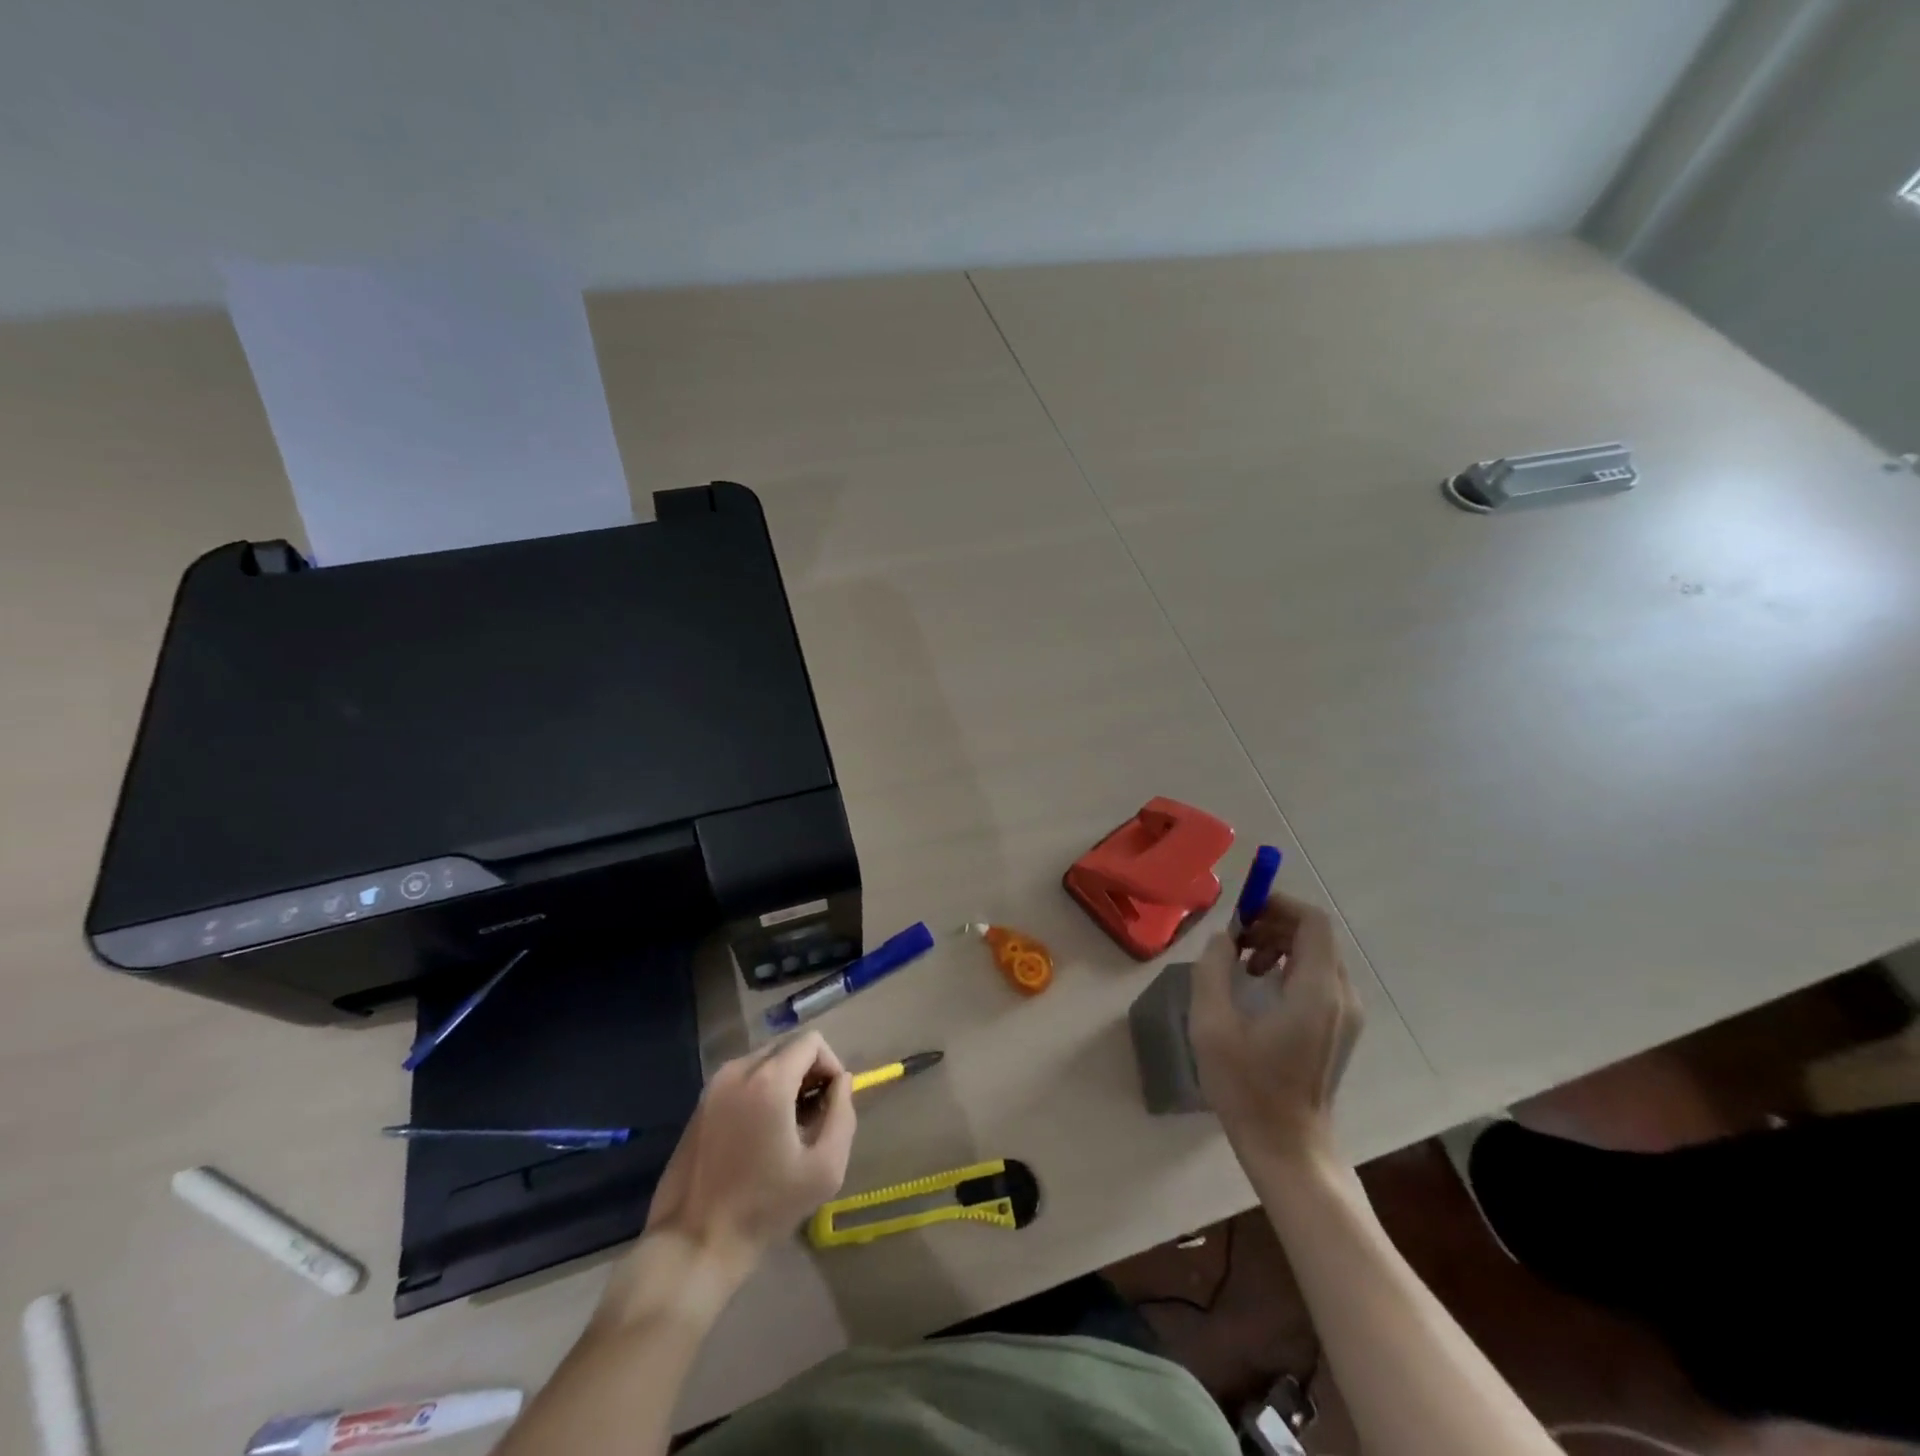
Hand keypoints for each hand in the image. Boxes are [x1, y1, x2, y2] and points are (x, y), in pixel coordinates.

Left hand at [642, 1031, 855, 1275]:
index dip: (830, 1066)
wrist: (693, 1244)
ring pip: (764, 1061)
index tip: (831, 1105)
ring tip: (787, 1128)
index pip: (812, 1041)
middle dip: (808, 1073)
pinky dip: (760, 1091)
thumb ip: (843, 1114)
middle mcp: (738, 1070)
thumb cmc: (764, 1208)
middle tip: (812, 1118)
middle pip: (787, 1047)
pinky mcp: (700, 1103)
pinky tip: (760, 1135)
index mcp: (768, 1080)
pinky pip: (742, 1079)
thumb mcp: (825, 1168)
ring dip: (784, 1082)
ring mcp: (714, 1085)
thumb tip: (842, 1082)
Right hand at [1188, 892, 1363, 1164]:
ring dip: (1278, 945)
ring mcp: (1346, 1014)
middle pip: (1314, 935)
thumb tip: (1224, 937)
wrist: (1288, 1147)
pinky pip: (1318, 977)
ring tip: (1241, 964)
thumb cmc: (1247, 1087)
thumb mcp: (1212, 1025)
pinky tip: (1258, 987)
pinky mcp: (1341, 1028)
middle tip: (1233, 938)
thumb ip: (1214, 969)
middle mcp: (1341, 995)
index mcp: (1316, 991)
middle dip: (1272, 924)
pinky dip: (1288, 967)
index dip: (1278, 903)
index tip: (1242, 909)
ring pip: (1316, 954)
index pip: (1312, 922)